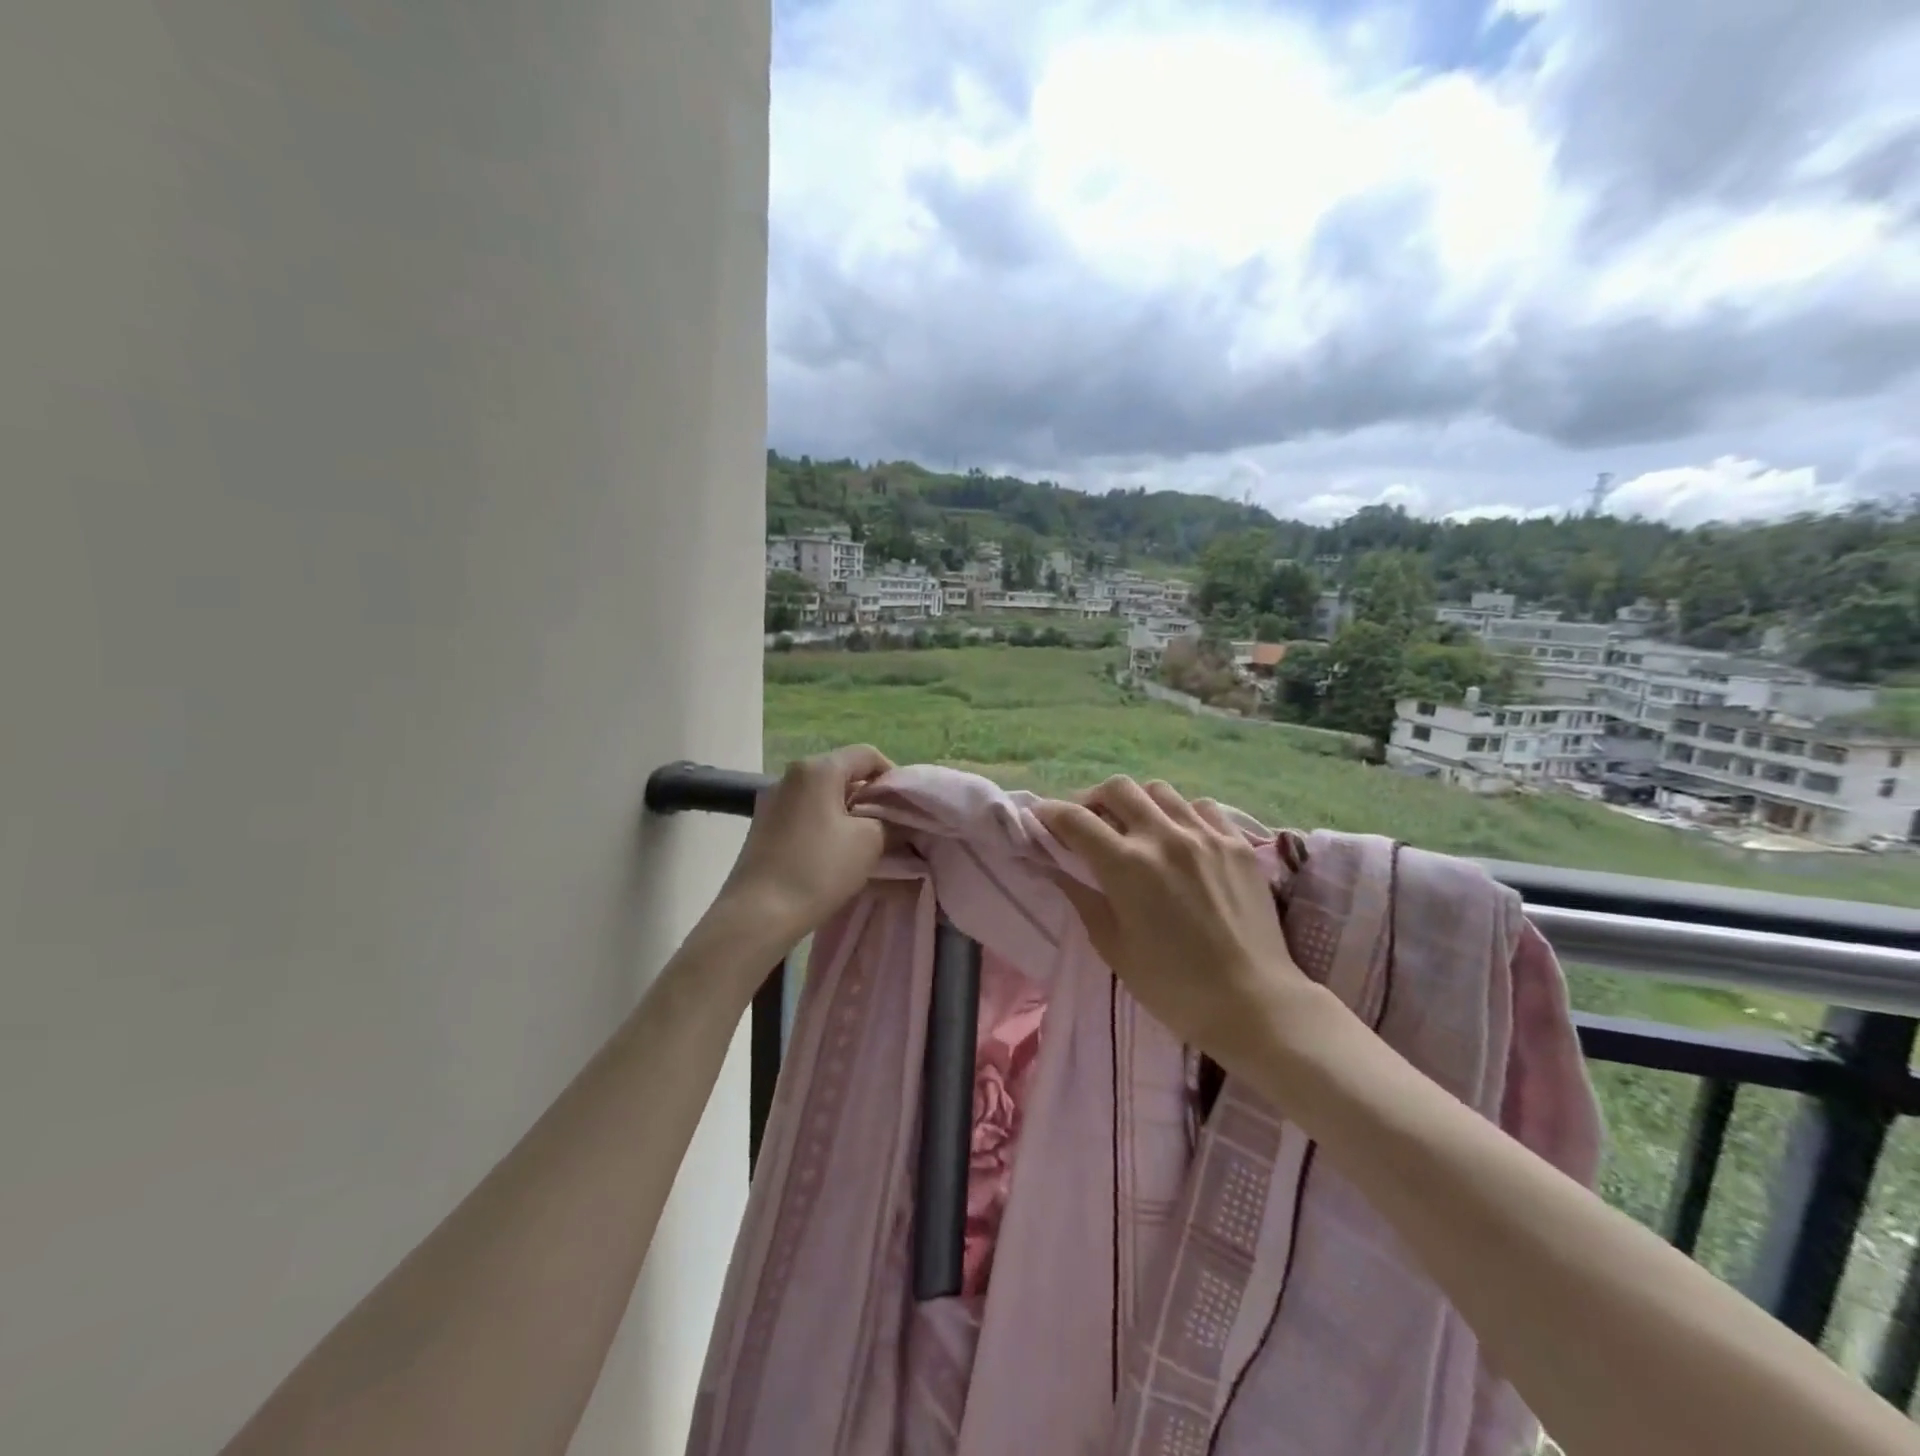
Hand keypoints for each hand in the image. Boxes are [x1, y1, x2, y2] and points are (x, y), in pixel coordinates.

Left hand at [715, 745, 893, 947]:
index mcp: (818, 769)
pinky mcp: (763, 826)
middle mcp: (791, 775)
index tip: (905, 806)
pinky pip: (805, 814)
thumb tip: (894, 820)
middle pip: (843, 773)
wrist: (758, 913)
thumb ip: (889, 821)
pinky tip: (833, 853)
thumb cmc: (818, 869)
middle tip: (890, 826)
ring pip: (823, 796)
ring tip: (864, 843)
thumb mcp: (869, 842)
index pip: (867, 755)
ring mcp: (773, 800)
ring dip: (847, 813)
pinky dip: (825, 825)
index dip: (893, 776)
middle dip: (870, 797)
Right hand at [1035, 776, 1324, 1073]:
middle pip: (1116, 788)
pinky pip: (1201, 807)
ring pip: (1159, 790)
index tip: (1040, 818)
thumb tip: (1058, 868)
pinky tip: (1180, 837)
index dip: (1050, 813)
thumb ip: (1083, 898)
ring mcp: (1205, 835)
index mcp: (1127, 865)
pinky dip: (1180, 813)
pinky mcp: (1236, 843)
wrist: (1254, 1004)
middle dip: (1092, 798)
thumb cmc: (1173, 987)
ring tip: (1135, 827)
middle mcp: (1164, 837)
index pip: (1075, 819)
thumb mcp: (1114, 948)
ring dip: (1137, 803)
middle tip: (1087, 821)